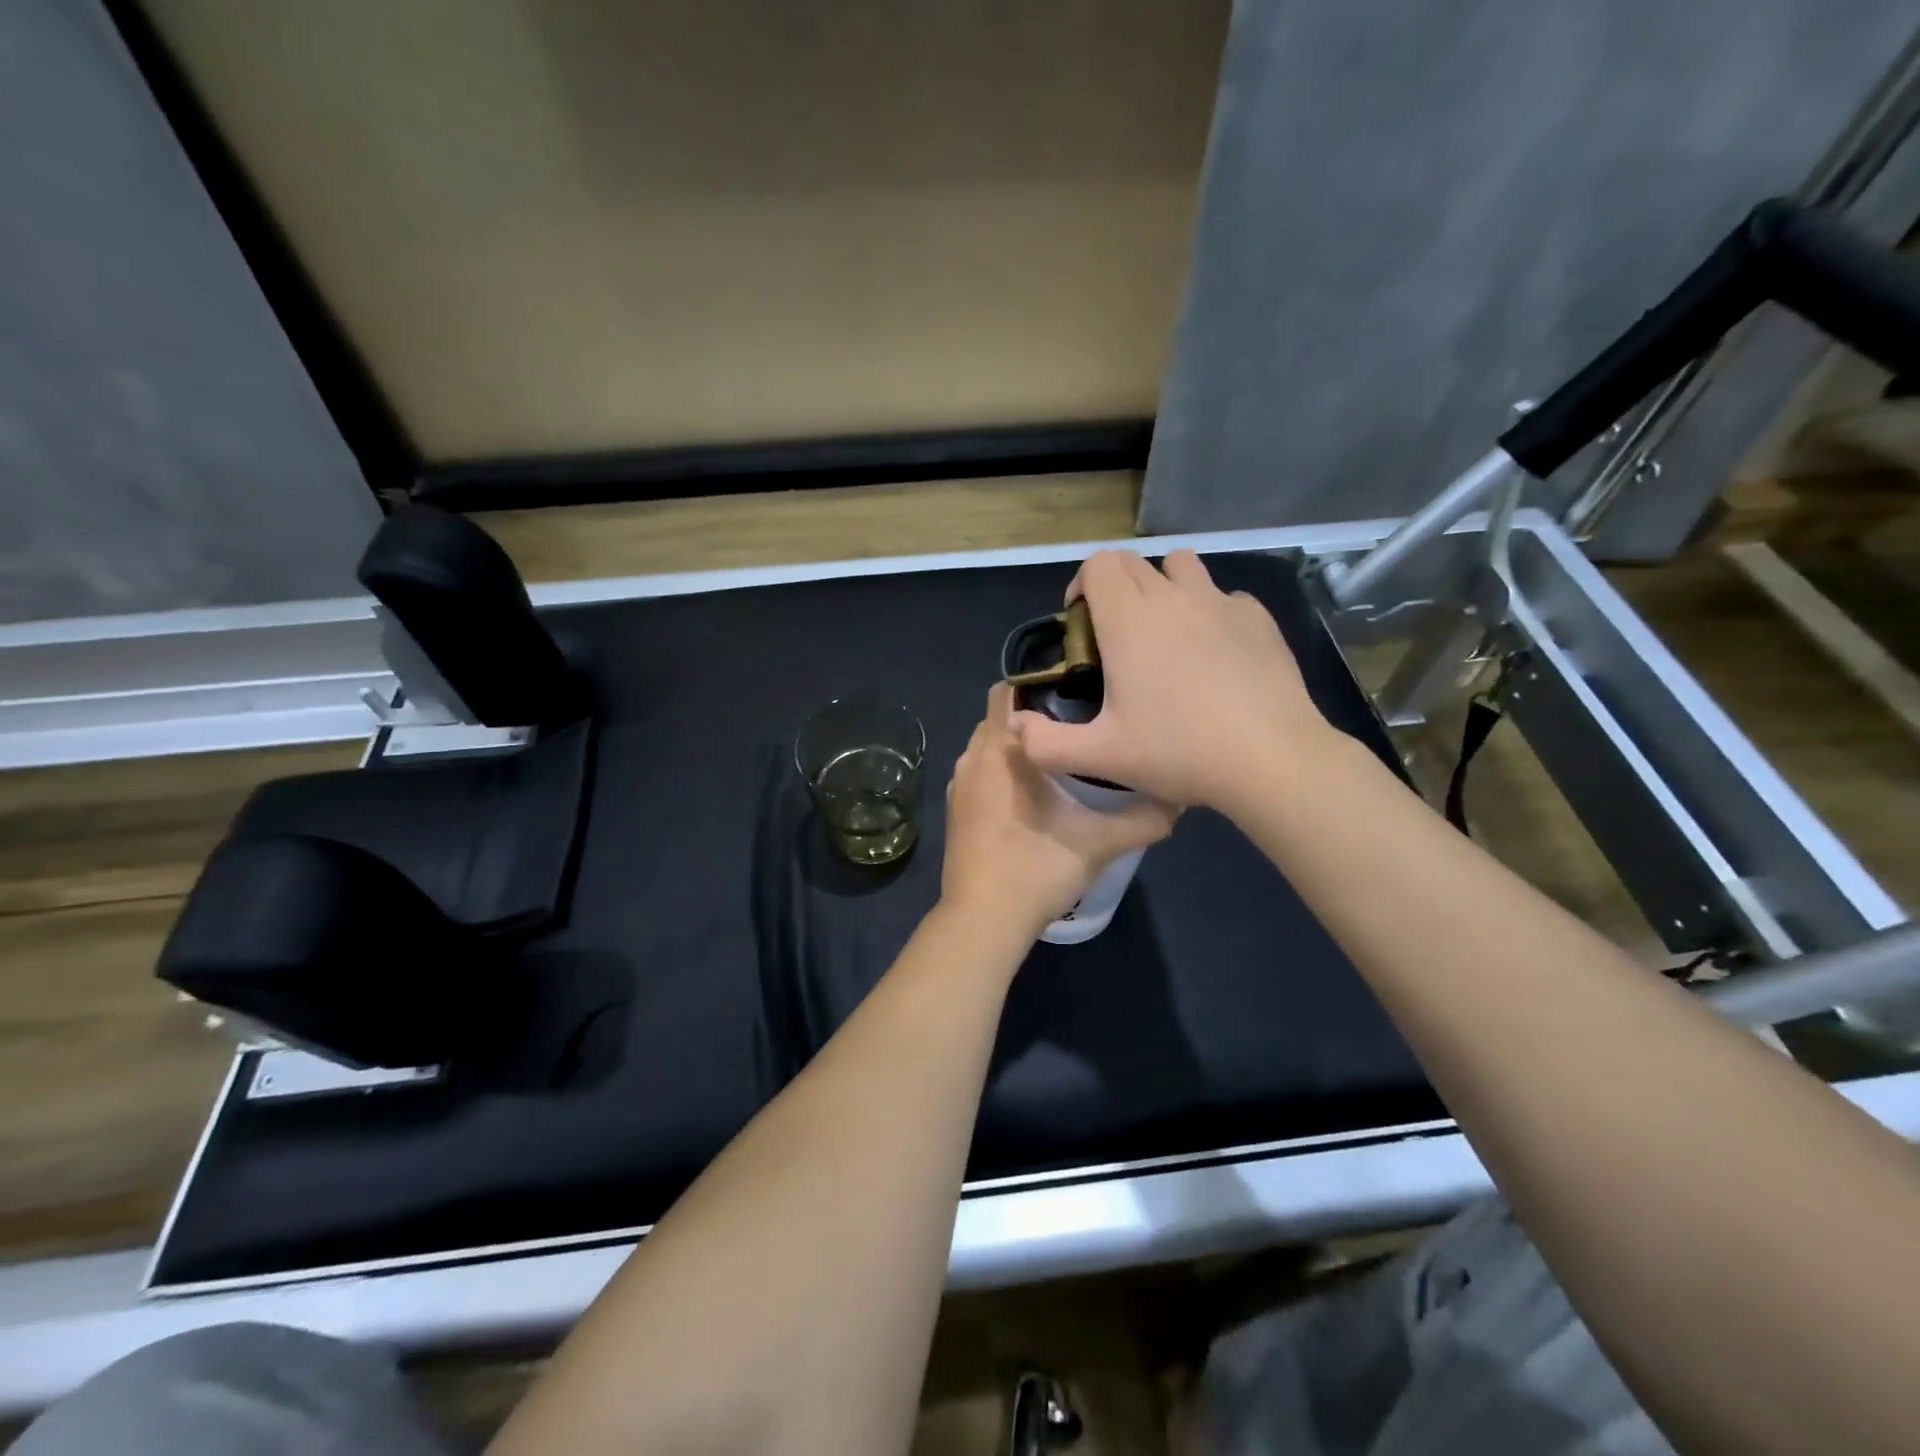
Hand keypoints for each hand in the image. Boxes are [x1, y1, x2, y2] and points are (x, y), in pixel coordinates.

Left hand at [941, 684, 1176, 937]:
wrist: (983, 920)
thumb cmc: (1037, 869)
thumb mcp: (1099, 844)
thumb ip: (1142, 819)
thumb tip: (1179, 800)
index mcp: (1000, 750)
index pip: (1007, 690)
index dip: (1038, 681)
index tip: (1075, 688)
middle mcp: (972, 758)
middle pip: (999, 716)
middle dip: (1032, 713)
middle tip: (1077, 721)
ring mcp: (957, 785)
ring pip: (988, 746)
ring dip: (1016, 745)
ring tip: (1060, 755)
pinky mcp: (954, 810)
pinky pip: (979, 772)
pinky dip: (1000, 770)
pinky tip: (1031, 792)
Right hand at [1010, 550, 1340, 812]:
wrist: (1270, 758)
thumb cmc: (1178, 751)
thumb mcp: (1101, 757)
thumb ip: (1046, 743)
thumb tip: (1014, 726)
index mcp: (1129, 620)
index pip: (1098, 564)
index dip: (1083, 585)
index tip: (1082, 623)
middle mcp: (1172, 597)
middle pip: (1133, 562)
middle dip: (1115, 587)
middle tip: (1116, 637)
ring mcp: (1220, 603)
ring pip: (1182, 566)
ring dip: (1164, 586)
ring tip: (1166, 632)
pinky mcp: (1258, 618)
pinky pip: (1224, 597)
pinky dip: (1209, 612)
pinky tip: (1215, 654)